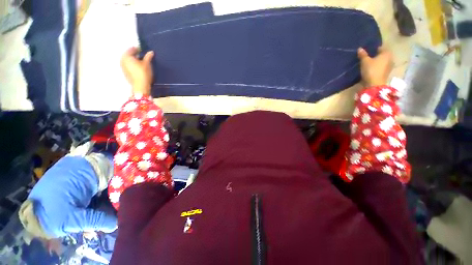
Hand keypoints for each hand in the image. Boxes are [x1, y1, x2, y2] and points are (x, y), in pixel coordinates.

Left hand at [121, 47, 153, 95]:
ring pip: (128, 61)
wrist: (140, 86)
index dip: (138, 49)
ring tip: (141, 62)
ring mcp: (123, 67)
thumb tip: (151, 52)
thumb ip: (148, 57)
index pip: (131, 49)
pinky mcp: (125, 73)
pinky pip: (129, 66)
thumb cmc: (143, 73)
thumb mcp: (147, 64)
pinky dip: (133, 65)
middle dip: (135, 55)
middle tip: (142, 56)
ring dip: (134, 60)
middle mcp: (122, 60)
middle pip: (129, 55)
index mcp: (126, 56)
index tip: (143, 50)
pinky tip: (139, 68)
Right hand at [357, 46, 392, 86]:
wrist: (375, 85)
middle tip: (368, 56)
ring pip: (382, 61)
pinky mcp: (386, 73)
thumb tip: (360, 48)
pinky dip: (378, 66)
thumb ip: (363, 55)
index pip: (380, 47)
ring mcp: (389, 66)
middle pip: (382, 54)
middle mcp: (390, 58)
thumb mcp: (365, 61)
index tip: (368, 50)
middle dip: (376, 55)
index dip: (374, 48)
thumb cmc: (371, 70)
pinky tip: (372, 68)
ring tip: (369, 63)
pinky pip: (382, 67)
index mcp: (387, 53)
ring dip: (377, 61)